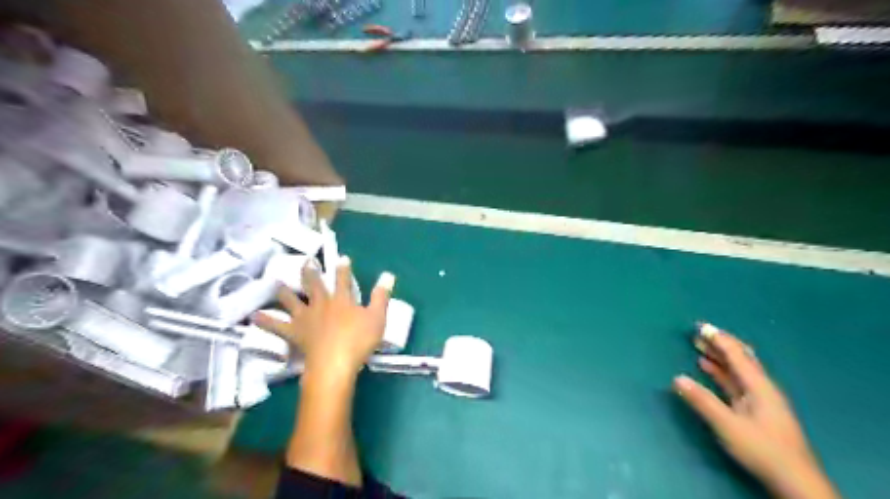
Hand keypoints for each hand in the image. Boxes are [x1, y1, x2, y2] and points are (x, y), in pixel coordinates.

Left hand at [252, 258, 394, 380]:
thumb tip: (388, 275)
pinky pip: (277, 326)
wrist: (334, 363)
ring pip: (293, 300)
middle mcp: (321, 304)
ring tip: (277, 282)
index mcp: (342, 300)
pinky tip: (253, 316)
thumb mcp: (377, 317)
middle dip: (311, 272)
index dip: (343, 269)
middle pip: (314, 285)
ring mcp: (305, 318)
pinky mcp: (294, 333)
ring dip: (285, 291)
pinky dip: (265, 320)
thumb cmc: (358, 341)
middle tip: (306, 262)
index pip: (343, 280)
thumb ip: (381, 296)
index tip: (342, 258)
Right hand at [676, 323, 841, 497]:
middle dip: (719, 343)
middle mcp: (761, 387)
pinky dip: (720, 371)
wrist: (794, 481)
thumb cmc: (762, 449)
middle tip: (698, 332)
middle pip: (741, 357)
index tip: (700, 326)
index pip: (736, 355)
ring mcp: (760, 398)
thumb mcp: (727, 425)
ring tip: (699, 345)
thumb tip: (677, 378)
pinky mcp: (756, 409)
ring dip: (718, 356)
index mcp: (759, 386)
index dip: (718, 339)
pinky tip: (707, 368)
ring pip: (737, 369)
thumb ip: (702, 401)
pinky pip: (735, 381)